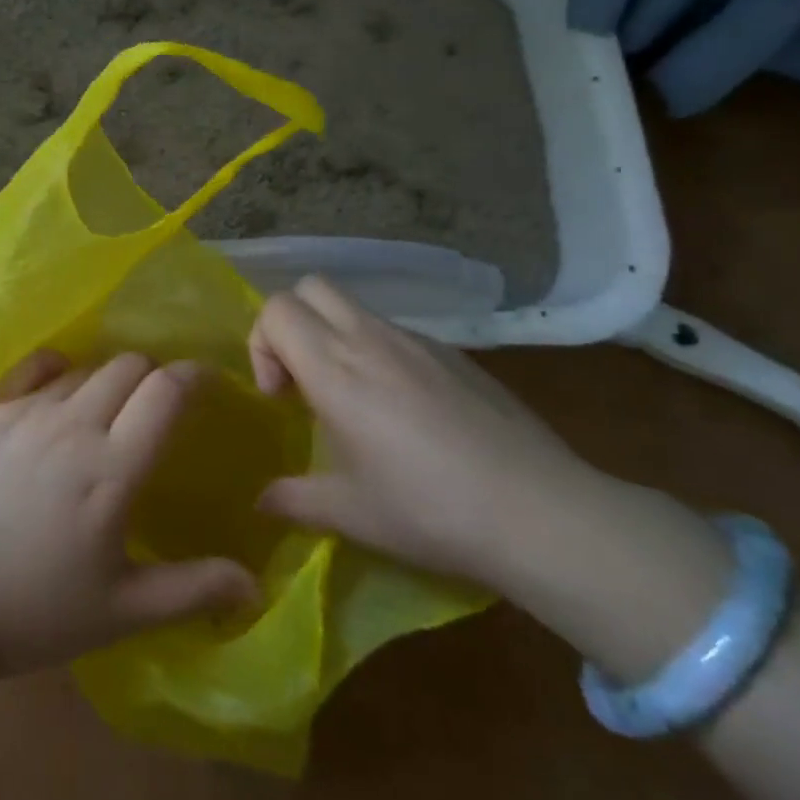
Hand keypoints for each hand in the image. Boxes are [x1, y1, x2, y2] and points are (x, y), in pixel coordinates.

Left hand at [0, 351, 258, 680]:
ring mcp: (24, 413)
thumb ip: (192, 590)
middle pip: (127, 365)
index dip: (194, 376)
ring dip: (103, 382)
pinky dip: (55, 373)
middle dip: (150, 376)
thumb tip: (254, 585)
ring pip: (81, 369)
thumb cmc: (35, 612)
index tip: (205, 382)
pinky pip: (31, 371)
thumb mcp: (122, 611)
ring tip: (100, 414)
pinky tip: (54, 392)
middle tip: (151, 408)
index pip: (166, 391)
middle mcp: (72, 424)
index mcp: (112, 467)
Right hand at [249, 275, 591, 587]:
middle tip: (304, 379)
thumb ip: (292, 500)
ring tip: (356, 399)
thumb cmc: (428, 509)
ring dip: (337, 337)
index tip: (279, 396)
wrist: (538, 512)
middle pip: (311, 286)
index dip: (262, 344)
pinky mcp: (455, 354)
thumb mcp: (349, 513)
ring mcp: (418, 341)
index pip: (276, 308)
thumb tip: (260, 502)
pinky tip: (408, 412)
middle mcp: (370, 338)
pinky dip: (380, 353)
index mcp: (335, 367)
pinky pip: (397, 333)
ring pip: (355, 307)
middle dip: (293, 323)